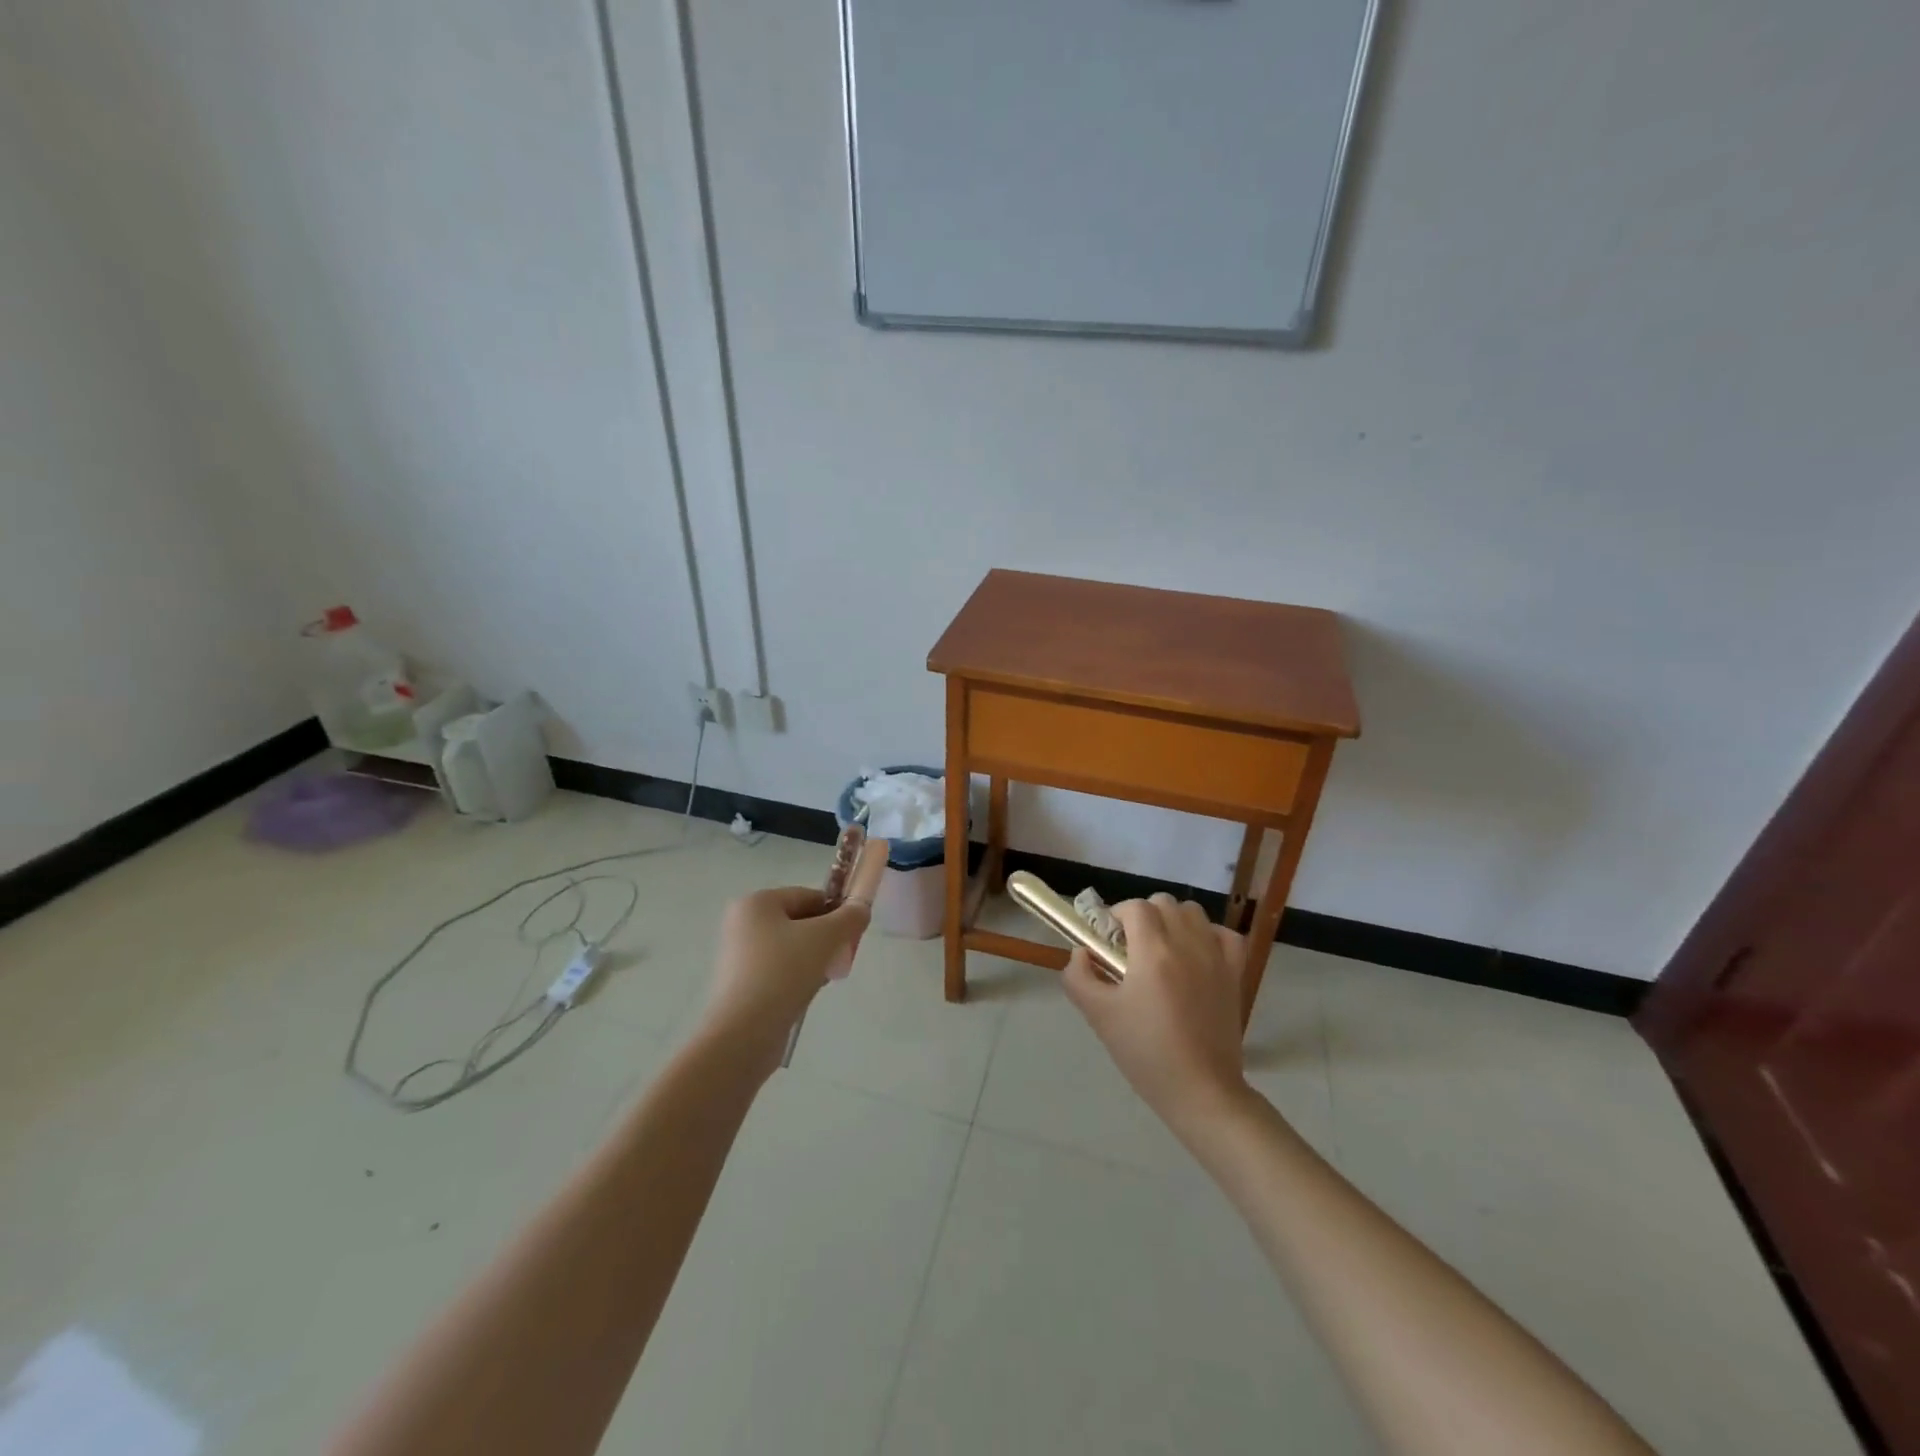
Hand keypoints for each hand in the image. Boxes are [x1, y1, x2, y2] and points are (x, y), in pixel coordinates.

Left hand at [699, 887, 870, 1068]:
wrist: (744, 1033)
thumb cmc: (784, 972)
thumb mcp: (826, 938)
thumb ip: (850, 918)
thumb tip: (861, 909)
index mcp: (757, 903)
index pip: (808, 896)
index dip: (836, 911)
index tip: (853, 933)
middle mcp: (743, 924)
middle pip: (799, 922)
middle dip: (826, 937)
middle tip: (842, 956)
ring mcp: (739, 956)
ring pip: (791, 948)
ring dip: (814, 958)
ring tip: (827, 977)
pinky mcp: (741, 985)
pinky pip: (779, 970)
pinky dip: (798, 977)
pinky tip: (809, 993)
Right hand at [1062, 893, 1250, 1131]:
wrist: (1201, 1091)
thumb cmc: (1146, 1052)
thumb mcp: (1099, 1016)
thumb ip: (1079, 977)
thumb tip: (1081, 953)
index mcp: (1153, 951)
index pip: (1134, 907)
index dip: (1116, 917)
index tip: (1107, 942)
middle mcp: (1187, 943)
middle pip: (1163, 903)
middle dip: (1142, 917)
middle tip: (1131, 950)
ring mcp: (1216, 956)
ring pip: (1193, 913)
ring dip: (1174, 921)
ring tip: (1163, 952)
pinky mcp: (1236, 973)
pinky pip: (1224, 935)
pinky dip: (1209, 936)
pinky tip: (1197, 956)